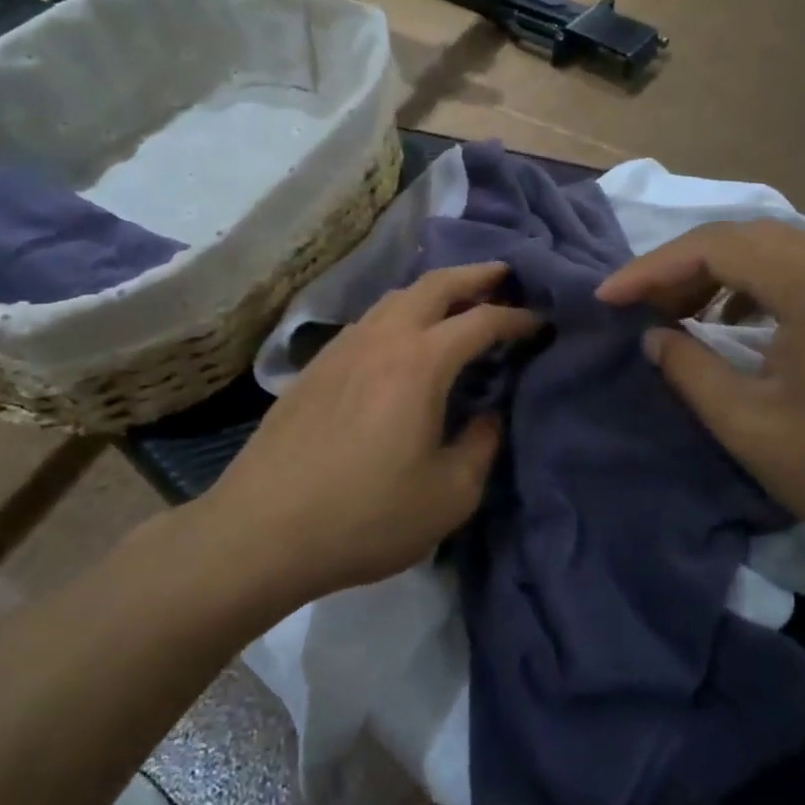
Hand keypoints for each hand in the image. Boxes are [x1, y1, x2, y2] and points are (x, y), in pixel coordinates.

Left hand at [212, 262, 541, 598]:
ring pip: (395, 297)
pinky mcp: (316, 366)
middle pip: (434, 285)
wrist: (263, 529)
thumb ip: (481, 446)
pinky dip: (399, 314)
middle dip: (475, 275)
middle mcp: (382, 338)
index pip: (482, 320)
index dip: (518, 318)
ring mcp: (342, 347)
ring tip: (456, 303)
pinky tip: (401, 340)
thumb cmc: (366, 516)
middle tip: (504, 275)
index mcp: (420, 362)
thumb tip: (489, 414)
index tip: (542, 322)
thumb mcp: (448, 495)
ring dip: (433, 291)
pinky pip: (369, 321)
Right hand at [596, 221, 804, 568]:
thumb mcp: (754, 429)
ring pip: (774, 250)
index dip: (651, 268)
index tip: (608, 298)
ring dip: (718, 274)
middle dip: (680, 267)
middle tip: (639, 305)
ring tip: (680, 314)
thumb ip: (692, 374)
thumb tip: (654, 339)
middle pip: (744, 237)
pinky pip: (803, 271)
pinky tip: (739, 325)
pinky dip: (756, 286)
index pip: (714, 247)